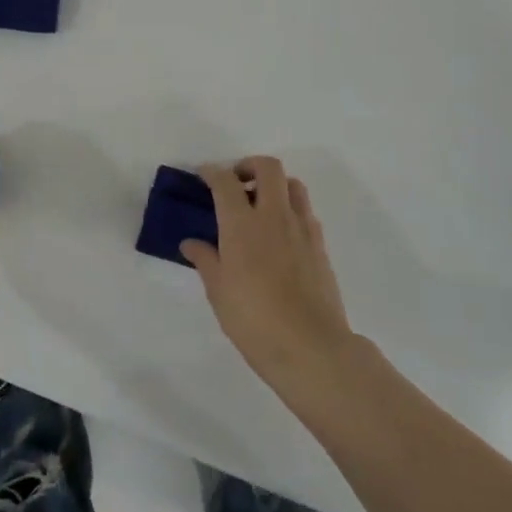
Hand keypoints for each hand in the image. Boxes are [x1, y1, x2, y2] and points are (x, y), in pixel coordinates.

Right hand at [181, 158, 356, 392]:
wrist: (310, 346)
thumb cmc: (253, 319)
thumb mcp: (218, 291)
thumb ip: (205, 260)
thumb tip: (191, 243)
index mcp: (242, 224)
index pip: (225, 182)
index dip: (212, 172)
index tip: (203, 174)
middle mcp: (274, 216)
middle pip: (268, 168)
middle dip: (249, 165)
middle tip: (236, 182)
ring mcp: (302, 228)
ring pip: (293, 184)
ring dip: (275, 184)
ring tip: (260, 205)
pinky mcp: (320, 245)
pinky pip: (305, 212)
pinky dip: (290, 210)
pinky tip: (280, 235)